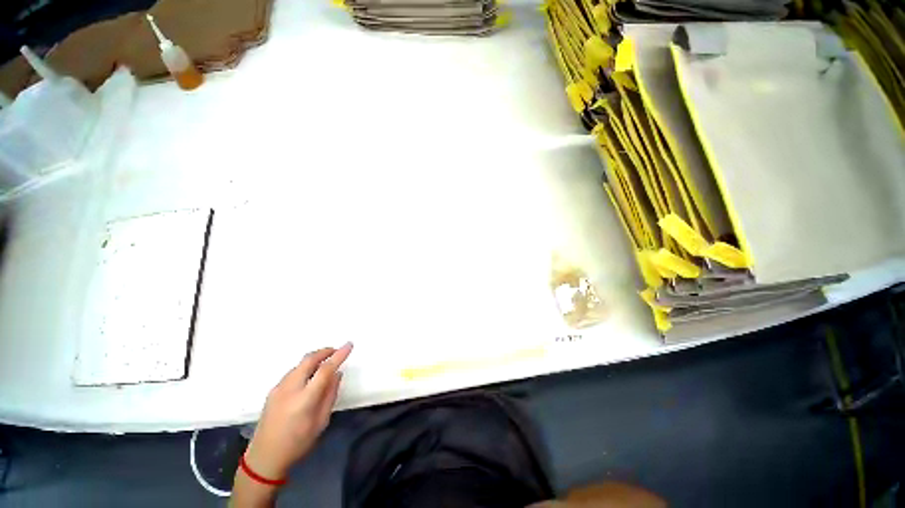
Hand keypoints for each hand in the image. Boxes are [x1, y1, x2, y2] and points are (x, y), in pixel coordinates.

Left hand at [244, 343, 352, 479]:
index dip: (339, 355)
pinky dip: (304, 368)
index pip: (325, 370)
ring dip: (314, 359)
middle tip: (336, 351)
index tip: (349, 345)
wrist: (264, 458)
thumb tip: (337, 374)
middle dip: (324, 351)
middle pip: (308, 360)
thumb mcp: (321, 422)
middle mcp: (290, 389)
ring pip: (299, 364)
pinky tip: (308, 377)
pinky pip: (292, 372)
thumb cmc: (298, 443)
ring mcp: (278, 389)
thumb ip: (330, 395)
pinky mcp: (272, 391)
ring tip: (324, 364)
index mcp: (304, 399)